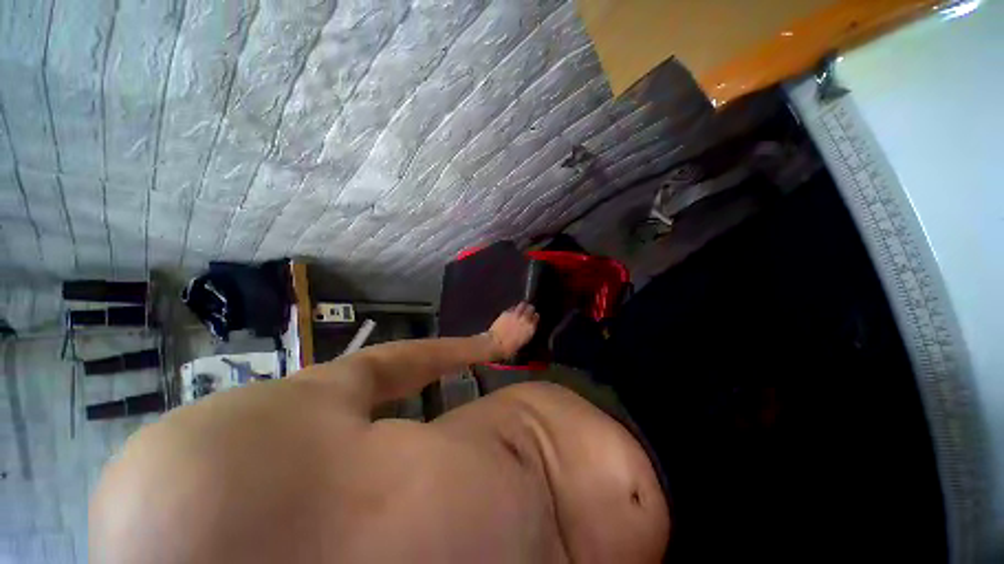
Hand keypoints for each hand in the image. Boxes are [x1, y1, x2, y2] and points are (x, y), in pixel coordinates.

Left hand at [485, 302, 538, 359]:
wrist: (495, 344)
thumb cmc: (509, 349)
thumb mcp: (522, 343)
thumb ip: (526, 334)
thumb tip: (526, 330)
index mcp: (530, 328)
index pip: (536, 317)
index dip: (535, 317)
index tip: (534, 318)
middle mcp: (524, 319)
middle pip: (531, 308)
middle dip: (530, 309)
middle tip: (528, 311)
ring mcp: (515, 314)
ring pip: (522, 304)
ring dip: (523, 306)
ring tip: (521, 308)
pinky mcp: (506, 312)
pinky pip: (512, 307)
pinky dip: (513, 309)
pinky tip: (512, 312)